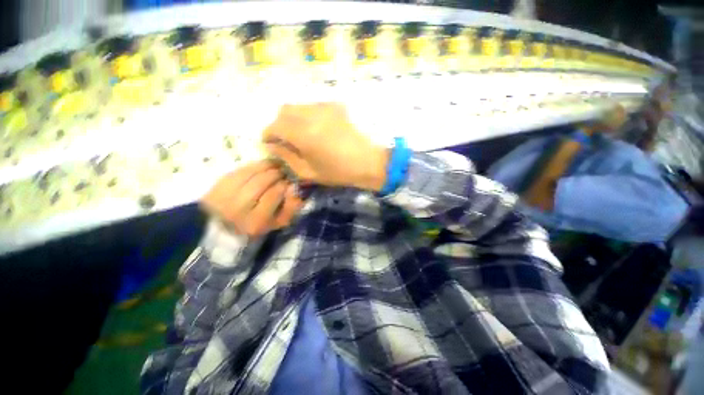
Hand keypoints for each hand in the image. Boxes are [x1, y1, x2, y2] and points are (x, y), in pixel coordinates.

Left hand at [201, 161, 303, 236]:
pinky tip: (261, 166)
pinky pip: (239, 170)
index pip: (274, 194)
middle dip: (276, 173)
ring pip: (250, 173)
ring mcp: (224, 197)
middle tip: (284, 171)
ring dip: (266, 165)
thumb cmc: (257, 224)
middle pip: (261, 181)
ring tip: (275, 165)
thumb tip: (294, 188)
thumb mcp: (277, 222)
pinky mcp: (216, 186)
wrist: (224, 226)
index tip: (290, 181)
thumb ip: (290, 207)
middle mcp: (238, 209)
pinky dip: (253, 166)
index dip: (285, 184)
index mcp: (256, 221)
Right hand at [262, 103, 388, 191]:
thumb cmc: (338, 172)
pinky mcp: (335, 106)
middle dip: (279, 124)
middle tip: (284, 139)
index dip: (268, 134)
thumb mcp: (308, 172)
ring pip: (298, 106)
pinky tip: (316, 128)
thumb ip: (287, 157)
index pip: (274, 126)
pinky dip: (308, 115)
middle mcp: (311, 114)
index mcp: (302, 133)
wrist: (368, 162)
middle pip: (284, 111)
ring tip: (300, 134)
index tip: (270, 144)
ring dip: (293, 118)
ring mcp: (324, 107)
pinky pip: (313, 106)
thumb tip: (273, 146)